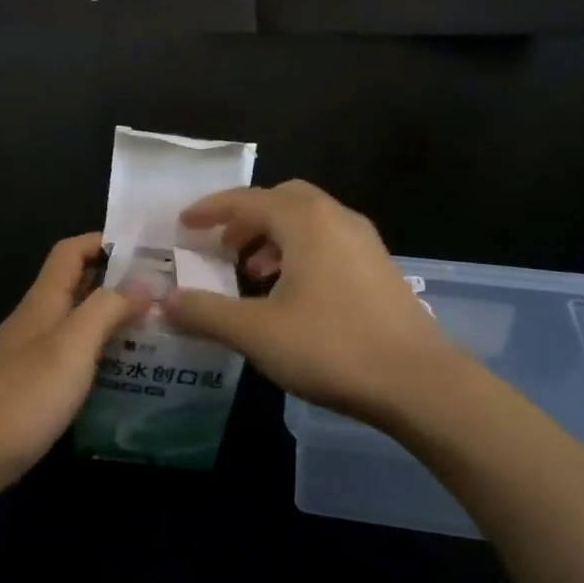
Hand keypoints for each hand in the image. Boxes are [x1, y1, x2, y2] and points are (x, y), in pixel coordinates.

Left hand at [0, 233, 149, 502]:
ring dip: (114, 322)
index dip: (105, 241)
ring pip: (78, 324)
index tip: (148, 251)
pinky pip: (73, 359)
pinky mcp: (31, 390)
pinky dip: (100, 357)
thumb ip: (106, 309)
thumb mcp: (71, 346)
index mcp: (43, 301)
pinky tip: (125, 377)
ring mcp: (31, 357)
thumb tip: (145, 282)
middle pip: (78, 286)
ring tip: (157, 334)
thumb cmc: (21, 396)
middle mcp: (36, 321)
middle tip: (166, 295)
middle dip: (119, 283)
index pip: (71, 251)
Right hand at [162, 182, 477, 433]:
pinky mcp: (379, 267)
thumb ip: (205, 313)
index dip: (211, 209)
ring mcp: (364, 241)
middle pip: (281, 200)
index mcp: (305, 221)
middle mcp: (336, 218)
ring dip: (273, 236)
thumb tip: (164, 302)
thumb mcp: (256, 333)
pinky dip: (300, 252)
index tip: (184, 223)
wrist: (419, 382)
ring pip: (308, 220)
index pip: (247, 199)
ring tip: (253, 273)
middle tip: (222, 246)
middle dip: (246, 218)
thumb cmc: (332, 347)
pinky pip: (328, 241)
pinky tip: (292, 293)